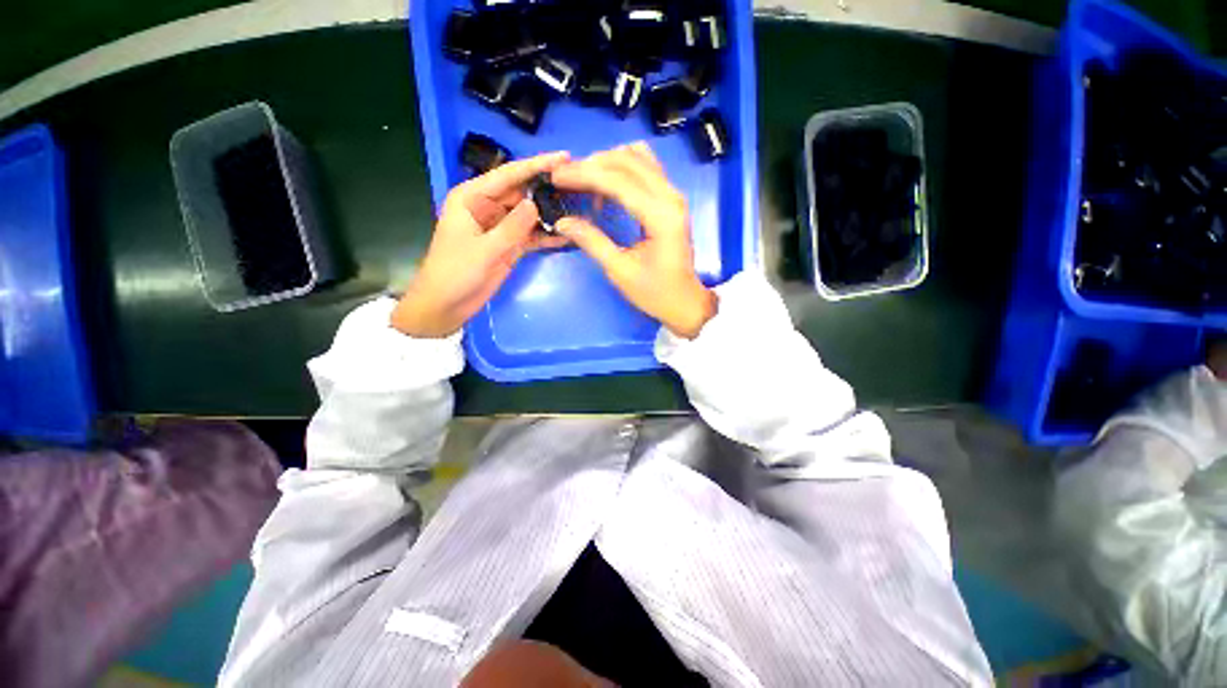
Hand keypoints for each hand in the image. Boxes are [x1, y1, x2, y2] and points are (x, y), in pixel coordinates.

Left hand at [391, 152, 570, 337]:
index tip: (564, 157)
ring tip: (580, 208)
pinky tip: (567, 234)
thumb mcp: (484, 249)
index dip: (536, 165)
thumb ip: (512, 227)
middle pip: (523, 193)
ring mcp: (501, 228)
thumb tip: (536, 204)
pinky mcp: (509, 246)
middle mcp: (488, 207)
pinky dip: (547, 236)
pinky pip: (531, 236)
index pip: (509, 175)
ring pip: (530, 214)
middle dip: (548, 189)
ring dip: (550, 214)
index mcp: (472, 198)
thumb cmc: (455, 273)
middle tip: (579, 186)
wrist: (447, 305)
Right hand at [552, 143, 716, 338]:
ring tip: (584, 181)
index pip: (618, 180)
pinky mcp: (671, 199)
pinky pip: (645, 168)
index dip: (584, 174)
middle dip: (592, 164)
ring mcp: (673, 195)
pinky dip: (622, 169)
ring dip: (608, 163)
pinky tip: (606, 186)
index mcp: (660, 216)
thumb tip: (562, 222)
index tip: (556, 177)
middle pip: (628, 160)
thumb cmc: (655, 292)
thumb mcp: (620, 271)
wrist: (685, 302)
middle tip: (566, 178)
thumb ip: (592, 242)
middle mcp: (671, 197)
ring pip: (638, 157)